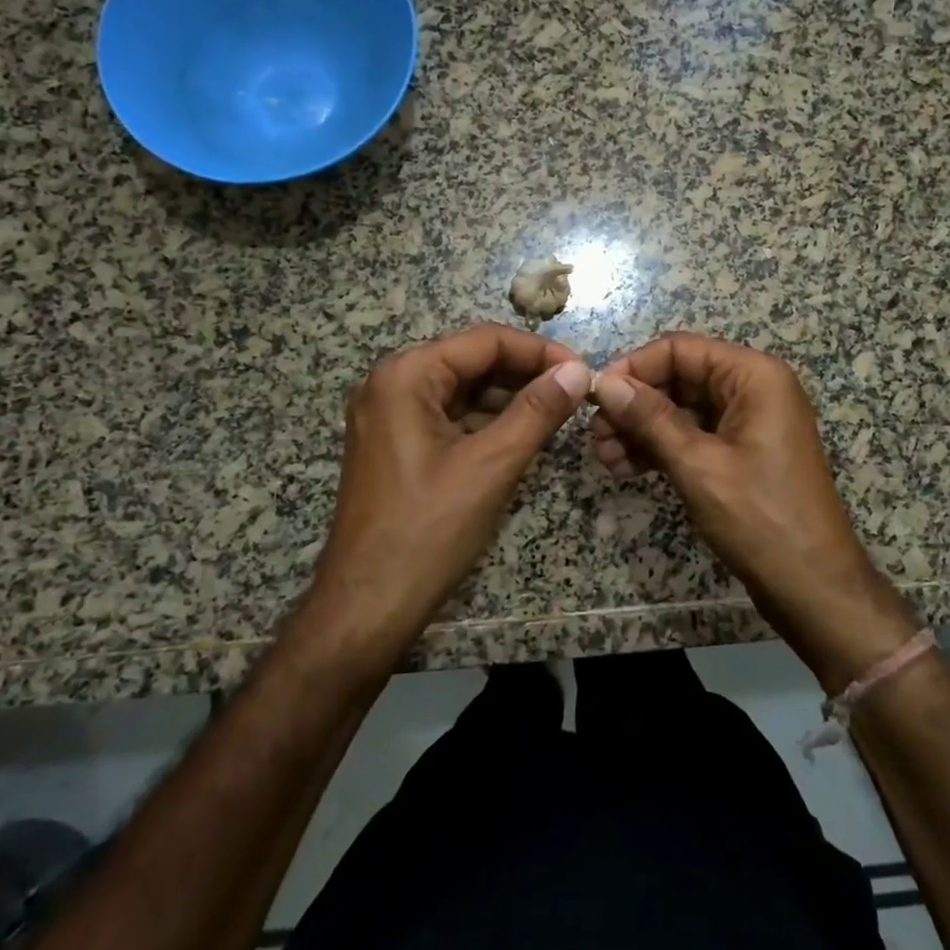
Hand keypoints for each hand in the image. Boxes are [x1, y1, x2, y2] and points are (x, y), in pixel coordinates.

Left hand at [302, 324, 589, 667]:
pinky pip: (449, 415)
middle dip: (525, 373)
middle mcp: (392, 383)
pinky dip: (487, 420)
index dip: (539, 351)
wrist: (366, 609)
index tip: (583, 371)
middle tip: (575, 393)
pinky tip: (522, 434)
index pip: (485, 340)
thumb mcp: (491, 465)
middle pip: (472, 360)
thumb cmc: (427, 531)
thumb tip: (579, 371)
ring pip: (463, 388)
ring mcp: (390, 414)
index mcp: (406, 375)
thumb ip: (537, 411)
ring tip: (558, 414)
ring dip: (510, 397)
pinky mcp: (396, 443)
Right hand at [590, 333, 918, 689]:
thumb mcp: (697, 464)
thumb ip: (649, 418)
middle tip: (595, 435)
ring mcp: (747, 422)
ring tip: (604, 457)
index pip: (680, 349)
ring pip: (680, 409)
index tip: (594, 396)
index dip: (634, 367)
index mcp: (753, 376)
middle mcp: (752, 388)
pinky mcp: (739, 453)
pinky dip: (660, 448)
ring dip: (641, 429)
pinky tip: (625, 467)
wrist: (813, 587)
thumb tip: (604, 383)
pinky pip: (692, 435)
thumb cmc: (760, 517)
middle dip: (634, 404)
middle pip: (678, 378)